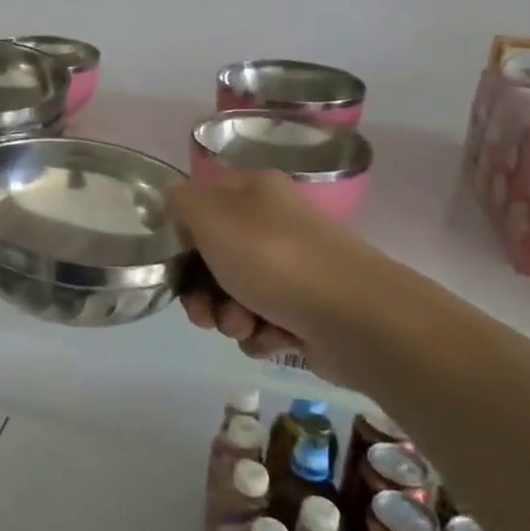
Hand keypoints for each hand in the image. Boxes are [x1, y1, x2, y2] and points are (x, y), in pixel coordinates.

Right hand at [167, 170, 382, 382]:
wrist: (356, 318)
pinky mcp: (308, 311)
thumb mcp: (210, 216)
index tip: (175, 265)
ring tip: (244, 325)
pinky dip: (260, 334)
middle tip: (203, 312)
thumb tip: (172, 200)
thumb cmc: (273, 258)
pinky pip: (264, 323)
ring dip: (228, 316)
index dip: (182, 239)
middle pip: (214, 258)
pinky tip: (272, 338)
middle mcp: (274, 225)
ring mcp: (294, 269)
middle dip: (203, 291)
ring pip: (235, 295)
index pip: (201, 209)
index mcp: (254, 192)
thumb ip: (180, 201)